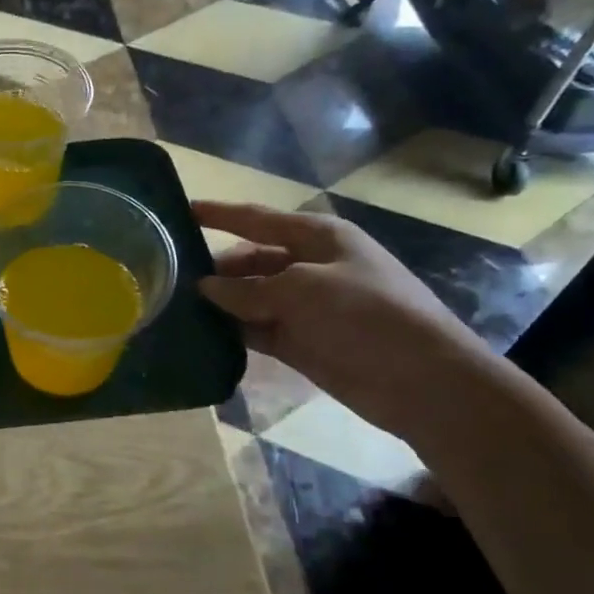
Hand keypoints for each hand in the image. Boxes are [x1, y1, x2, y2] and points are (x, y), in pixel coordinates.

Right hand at [194, 201, 501, 443]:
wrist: (425, 382)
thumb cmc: (368, 315)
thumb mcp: (304, 290)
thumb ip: (249, 289)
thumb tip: (205, 289)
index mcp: (318, 238)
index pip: (256, 219)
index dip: (218, 214)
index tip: (179, 210)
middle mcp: (309, 266)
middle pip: (250, 259)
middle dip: (215, 267)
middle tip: (167, 275)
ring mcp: (305, 306)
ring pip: (250, 296)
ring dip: (220, 302)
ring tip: (175, 306)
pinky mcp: (301, 342)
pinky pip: (256, 329)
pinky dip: (232, 330)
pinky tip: (200, 334)